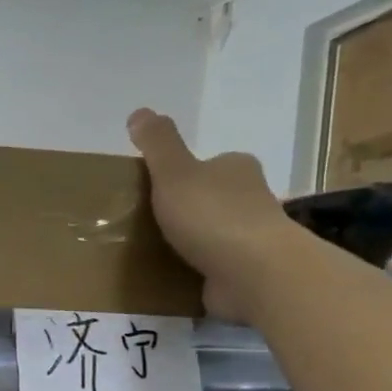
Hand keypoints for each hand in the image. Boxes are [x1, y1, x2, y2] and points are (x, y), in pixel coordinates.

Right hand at [128, 108, 296, 322]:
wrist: (252, 272)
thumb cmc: (212, 216)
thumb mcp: (175, 173)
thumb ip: (158, 145)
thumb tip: (139, 112)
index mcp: (236, 168)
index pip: (208, 165)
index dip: (182, 176)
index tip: (155, 193)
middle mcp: (251, 197)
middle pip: (213, 198)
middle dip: (187, 210)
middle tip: (149, 225)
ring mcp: (252, 237)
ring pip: (216, 234)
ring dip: (193, 242)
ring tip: (157, 254)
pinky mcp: (248, 271)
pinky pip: (216, 266)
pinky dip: (199, 270)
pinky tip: (177, 278)